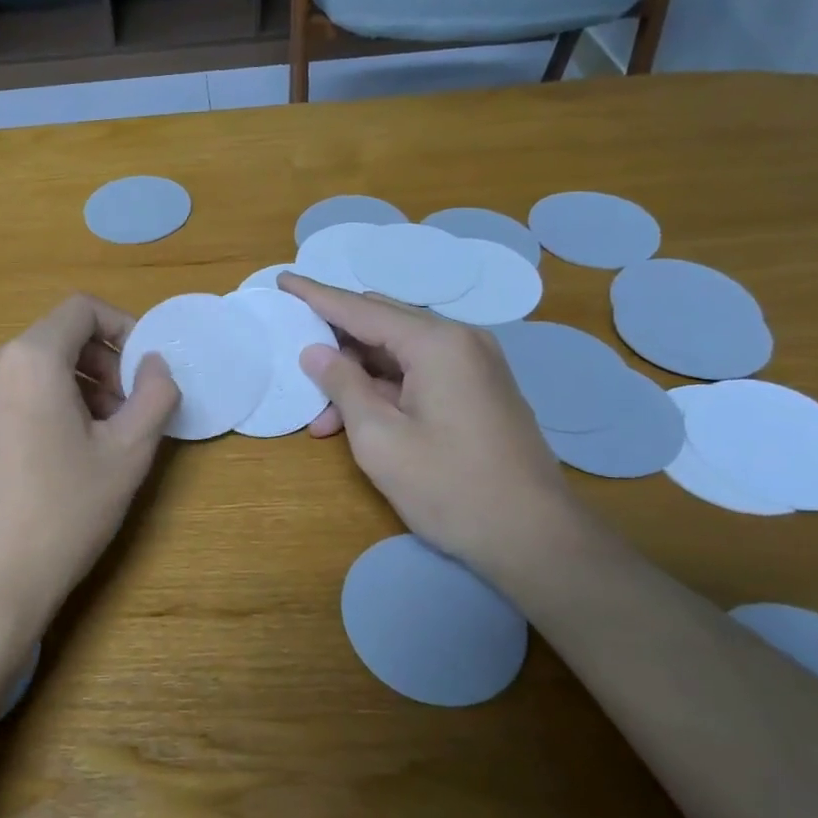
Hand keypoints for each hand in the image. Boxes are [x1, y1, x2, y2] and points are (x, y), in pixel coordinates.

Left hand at [0, 295, 179, 640]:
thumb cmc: (63, 512)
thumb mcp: (127, 453)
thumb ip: (154, 395)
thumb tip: (155, 364)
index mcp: (29, 358)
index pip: (81, 310)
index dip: (123, 327)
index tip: (145, 369)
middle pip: (59, 338)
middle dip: (104, 364)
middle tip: (131, 410)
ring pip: (38, 367)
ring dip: (80, 387)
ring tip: (104, 437)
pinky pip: (15, 393)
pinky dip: (49, 403)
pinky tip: (66, 453)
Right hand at [279, 274, 586, 579]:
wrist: (534, 537)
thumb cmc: (450, 487)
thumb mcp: (380, 439)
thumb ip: (343, 386)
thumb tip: (315, 352)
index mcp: (436, 343)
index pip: (361, 308)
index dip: (317, 295)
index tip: (283, 280)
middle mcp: (460, 340)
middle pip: (382, 323)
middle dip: (336, 341)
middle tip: (295, 354)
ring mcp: (475, 364)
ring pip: (399, 353)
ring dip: (358, 376)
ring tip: (322, 418)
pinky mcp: (479, 389)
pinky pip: (420, 373)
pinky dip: (385, 390)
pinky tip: (357, 421)